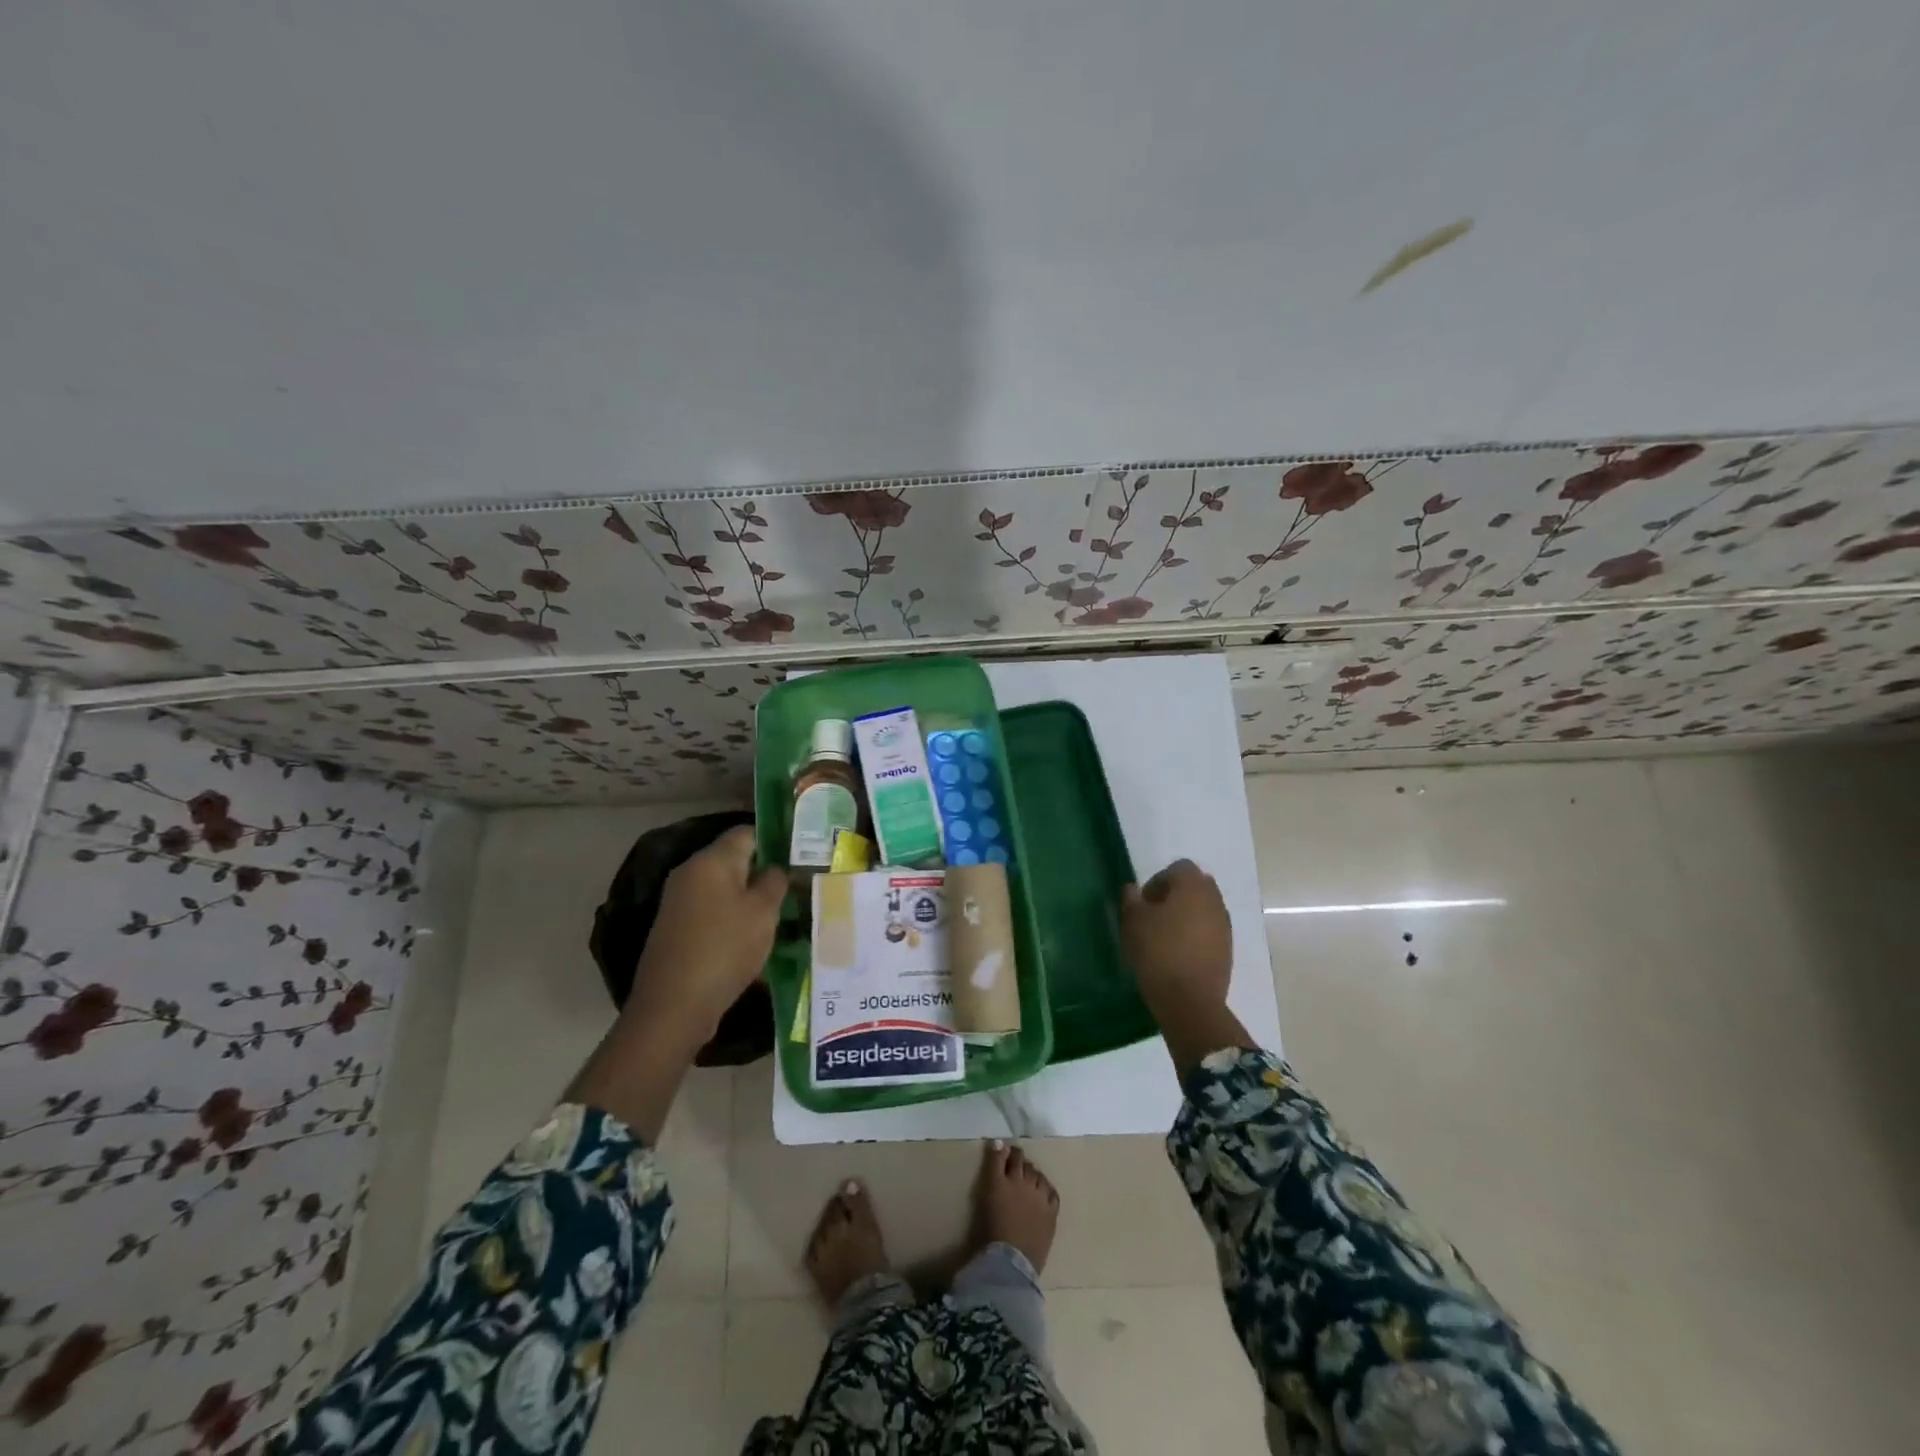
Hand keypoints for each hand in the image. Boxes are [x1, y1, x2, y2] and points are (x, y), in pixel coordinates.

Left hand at [626, 825, 785, 1047]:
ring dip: (749, 901)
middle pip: (733, 861)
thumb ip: (774, 881)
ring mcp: (679, 902)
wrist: (673, 1007)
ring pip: (724, 890)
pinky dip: (733, 921)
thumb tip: (775, 868)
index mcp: (711, 861)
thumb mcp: (763, 912)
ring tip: (779, 919)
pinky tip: (752, 942)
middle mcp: (690, 873)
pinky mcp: (676, 930)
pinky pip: (712, 913)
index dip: (774, 841)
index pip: (746, 833)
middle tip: (793, 891)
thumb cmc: (725, 949)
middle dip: (763, 874)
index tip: (799, 858)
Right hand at [1121, 859, 1232, 1021]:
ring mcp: (1225, 926)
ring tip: (1165, 937)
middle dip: (1175, 896)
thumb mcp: (1133, 921)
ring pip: (1204, 909)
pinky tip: (1178, 954)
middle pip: (1195, 886)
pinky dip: (1196, 935)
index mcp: (1193, 886)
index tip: (1144, 902)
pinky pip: (1210, 931)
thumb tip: (1133, 888)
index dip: (1158, 880)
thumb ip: (1131, 899)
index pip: (1179, 867)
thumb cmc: (1157, 951)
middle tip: (1154, 916)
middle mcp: (1214, 900)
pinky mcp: (1228, 950)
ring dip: (1187, 916)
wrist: (1189, 1000)